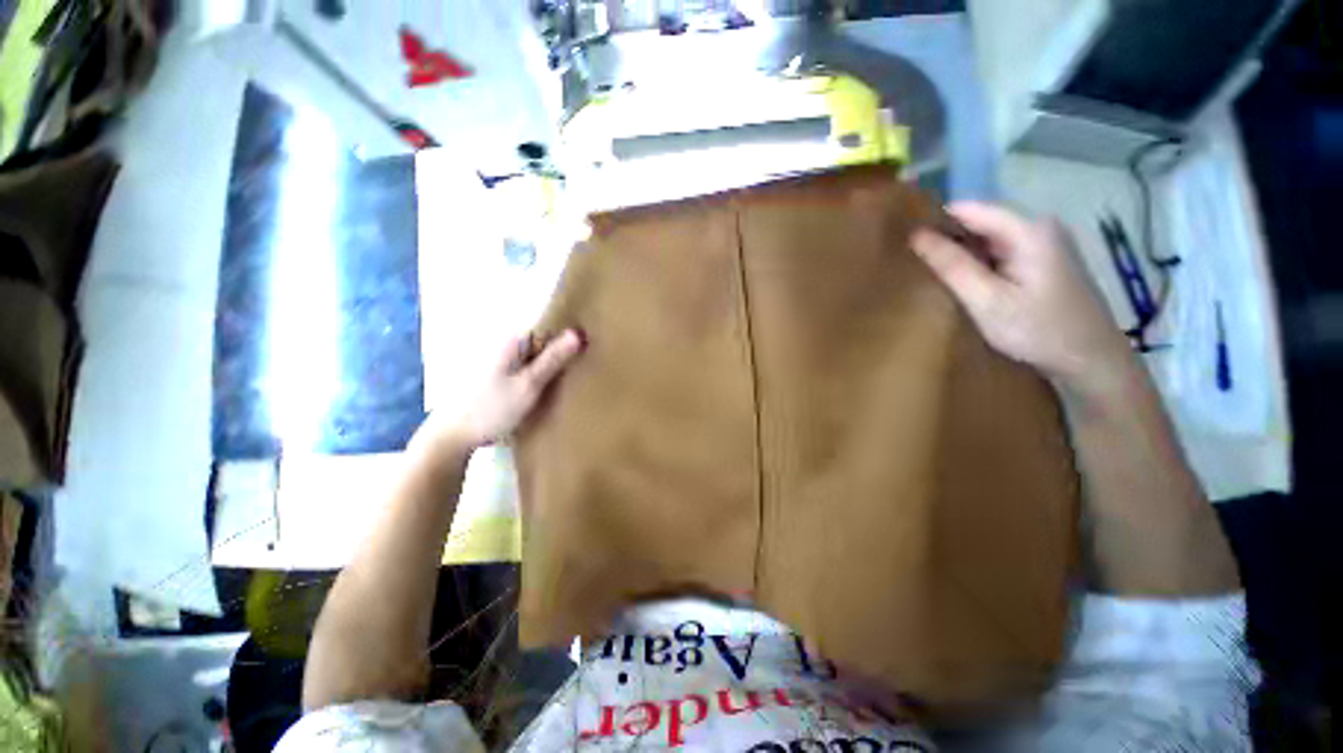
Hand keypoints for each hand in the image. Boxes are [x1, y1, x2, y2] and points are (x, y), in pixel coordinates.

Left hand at [414, 330, 584, 454]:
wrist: (453, 435)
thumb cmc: (492, 408)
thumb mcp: (529, 385)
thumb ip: (554, 358)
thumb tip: (578, 332)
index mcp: (512, 340)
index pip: (548, 324)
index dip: (569, 333)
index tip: (588, 345)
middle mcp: (505, 342)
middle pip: (542, 338)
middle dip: (562, 348)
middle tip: (583, 363)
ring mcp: (500, 358)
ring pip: (535, 354)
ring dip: (552, 362)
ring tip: (570, 375)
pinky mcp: (497, 373)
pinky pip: (526, 365)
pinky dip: (539, 372)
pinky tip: (548, 386)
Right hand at [911, 202, 1133, 390]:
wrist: (1092, 361)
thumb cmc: (1038, 331)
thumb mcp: (987, 301)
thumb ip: (952, 266)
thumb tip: (915, 235)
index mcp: (1029, 229)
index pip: (970, 209)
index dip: (936, 221)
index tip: (905, 240)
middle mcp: (1039, 227)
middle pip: (981, 222)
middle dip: (948, 238)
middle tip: (914, 262)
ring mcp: (1045, 243)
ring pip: (989, 238)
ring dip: (961, 253)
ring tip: (932, 272)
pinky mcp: (1045, 260)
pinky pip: (1000, 252)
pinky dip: (978, 263)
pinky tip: (964, 282)